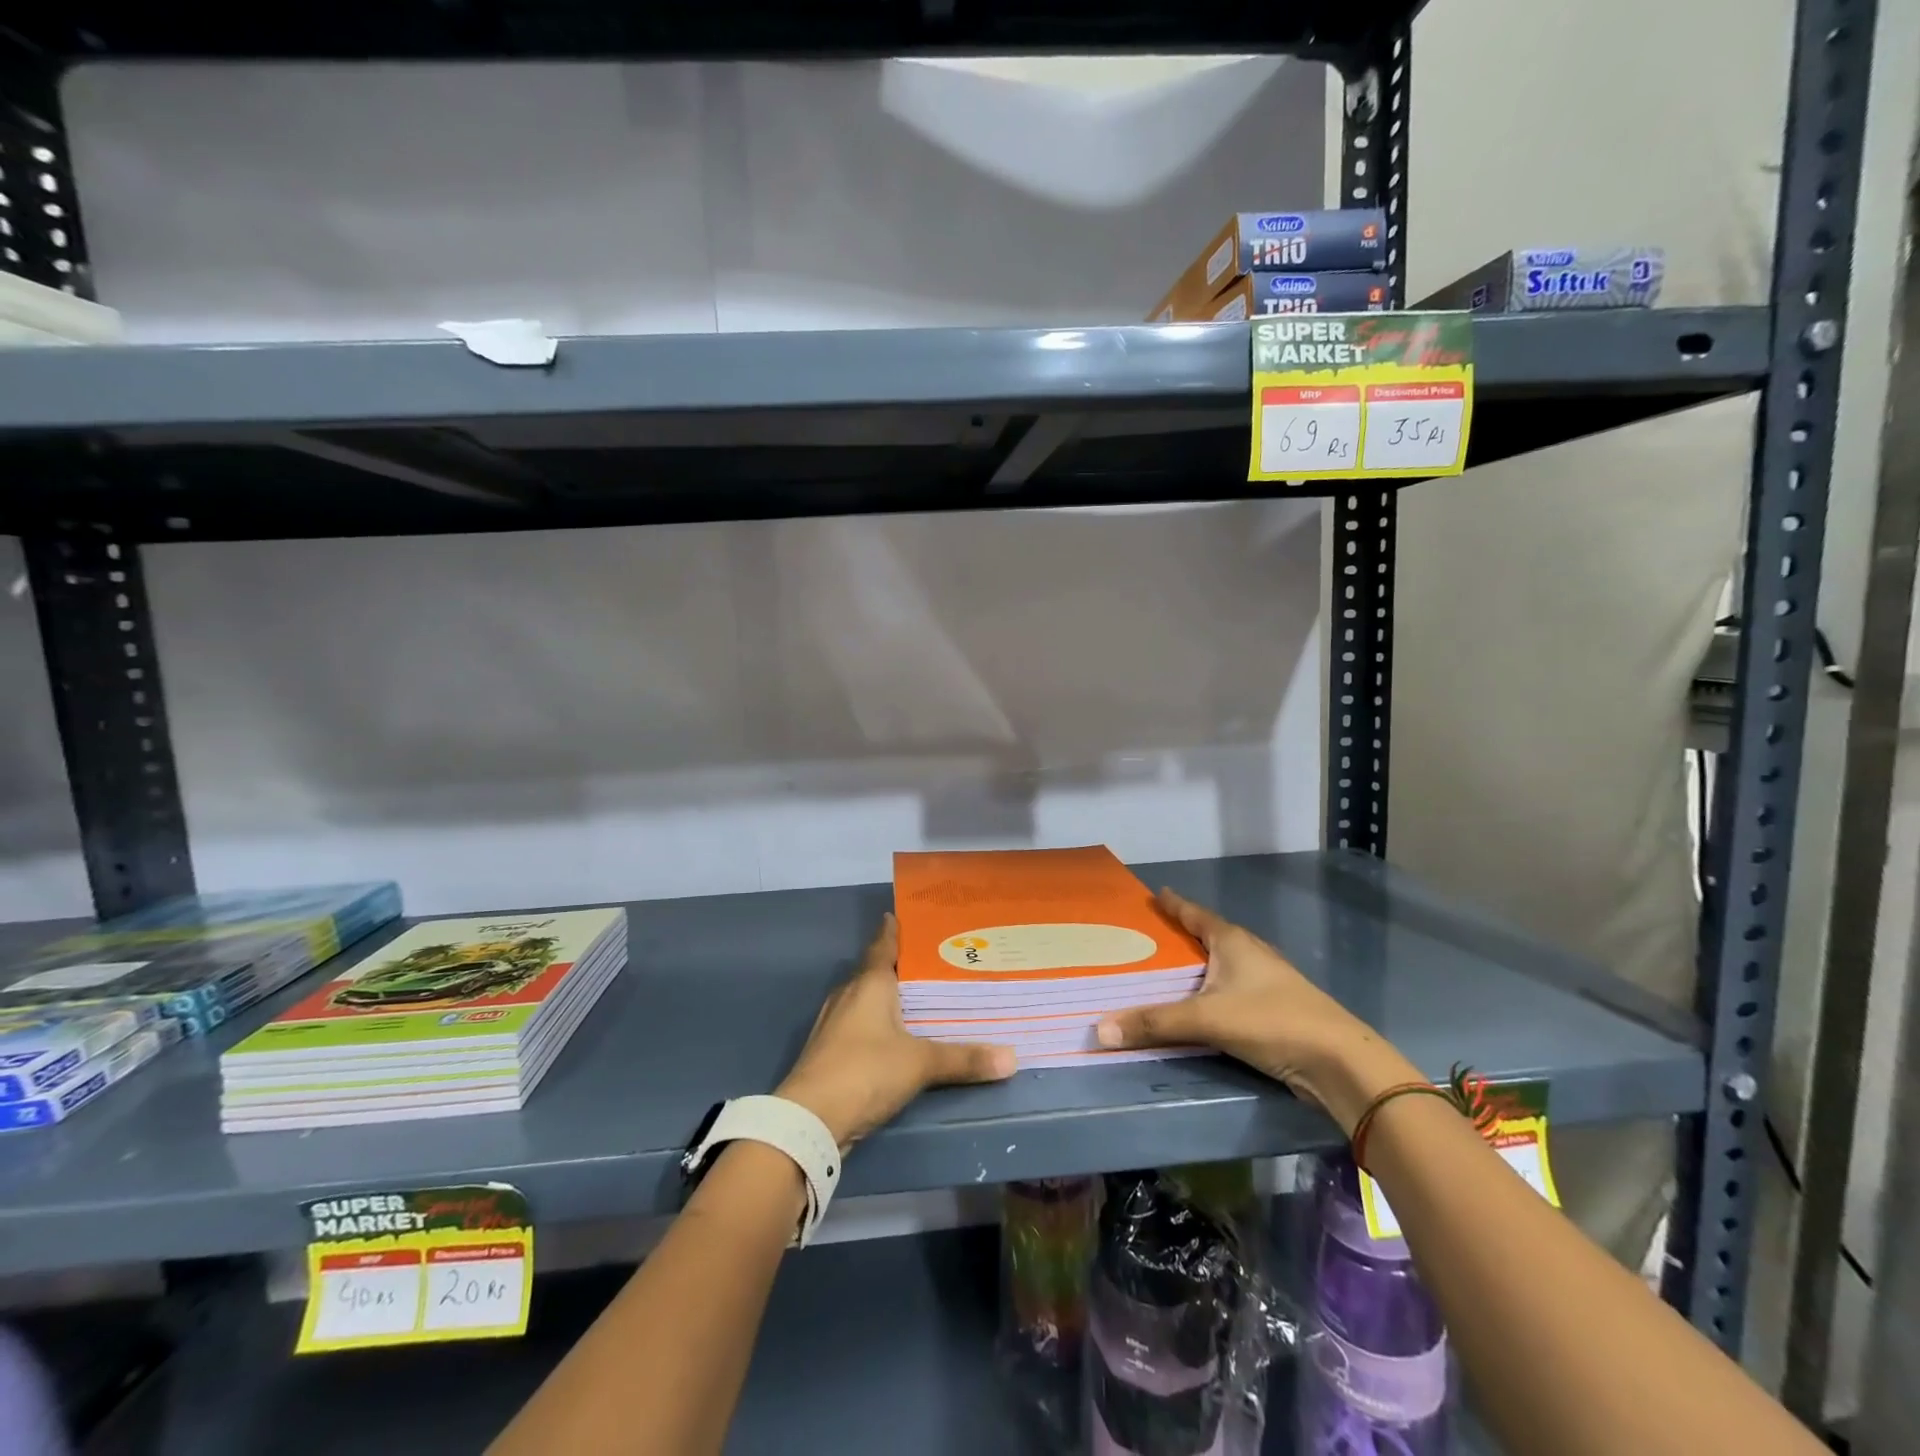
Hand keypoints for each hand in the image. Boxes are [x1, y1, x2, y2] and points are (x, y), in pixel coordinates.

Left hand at [776, 913, 1016, 1149]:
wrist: (809, 1120)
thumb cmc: (865, 1071)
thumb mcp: (920, 1063)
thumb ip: (964, 1059)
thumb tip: (1012, 1059)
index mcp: (869, 983)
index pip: (883, 944)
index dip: (895, 930)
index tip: (910, 918)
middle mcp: (849, 994)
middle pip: (875, 971)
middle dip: (900, 966)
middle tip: (934, 961)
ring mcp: (834, 1023)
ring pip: (865, 999)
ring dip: (888, 997)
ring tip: (920, 998)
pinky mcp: (829, 1050)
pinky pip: (859, 1024)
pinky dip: (878, 1023)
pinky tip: (896, 1036)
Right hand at [1095, 889, 1419, 1132]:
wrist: (1339, 1062)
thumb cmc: (1271, 1021)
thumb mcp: (1206, 1019)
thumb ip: (1154, 1023)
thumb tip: (1100, 1028)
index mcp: (1233, 941)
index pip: (1195, 913)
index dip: (1174, 904)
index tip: (1156, 894)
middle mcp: (1250, 953)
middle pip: (1209, 936)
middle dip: (1182, 935)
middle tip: (1148, 937)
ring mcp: (1267, 981)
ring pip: (1222, 964)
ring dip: (1198, 966)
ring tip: (1168, 971)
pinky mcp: (1275, 1008)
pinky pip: (1231, 990)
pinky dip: (1211, 991)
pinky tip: (1200, 1005)